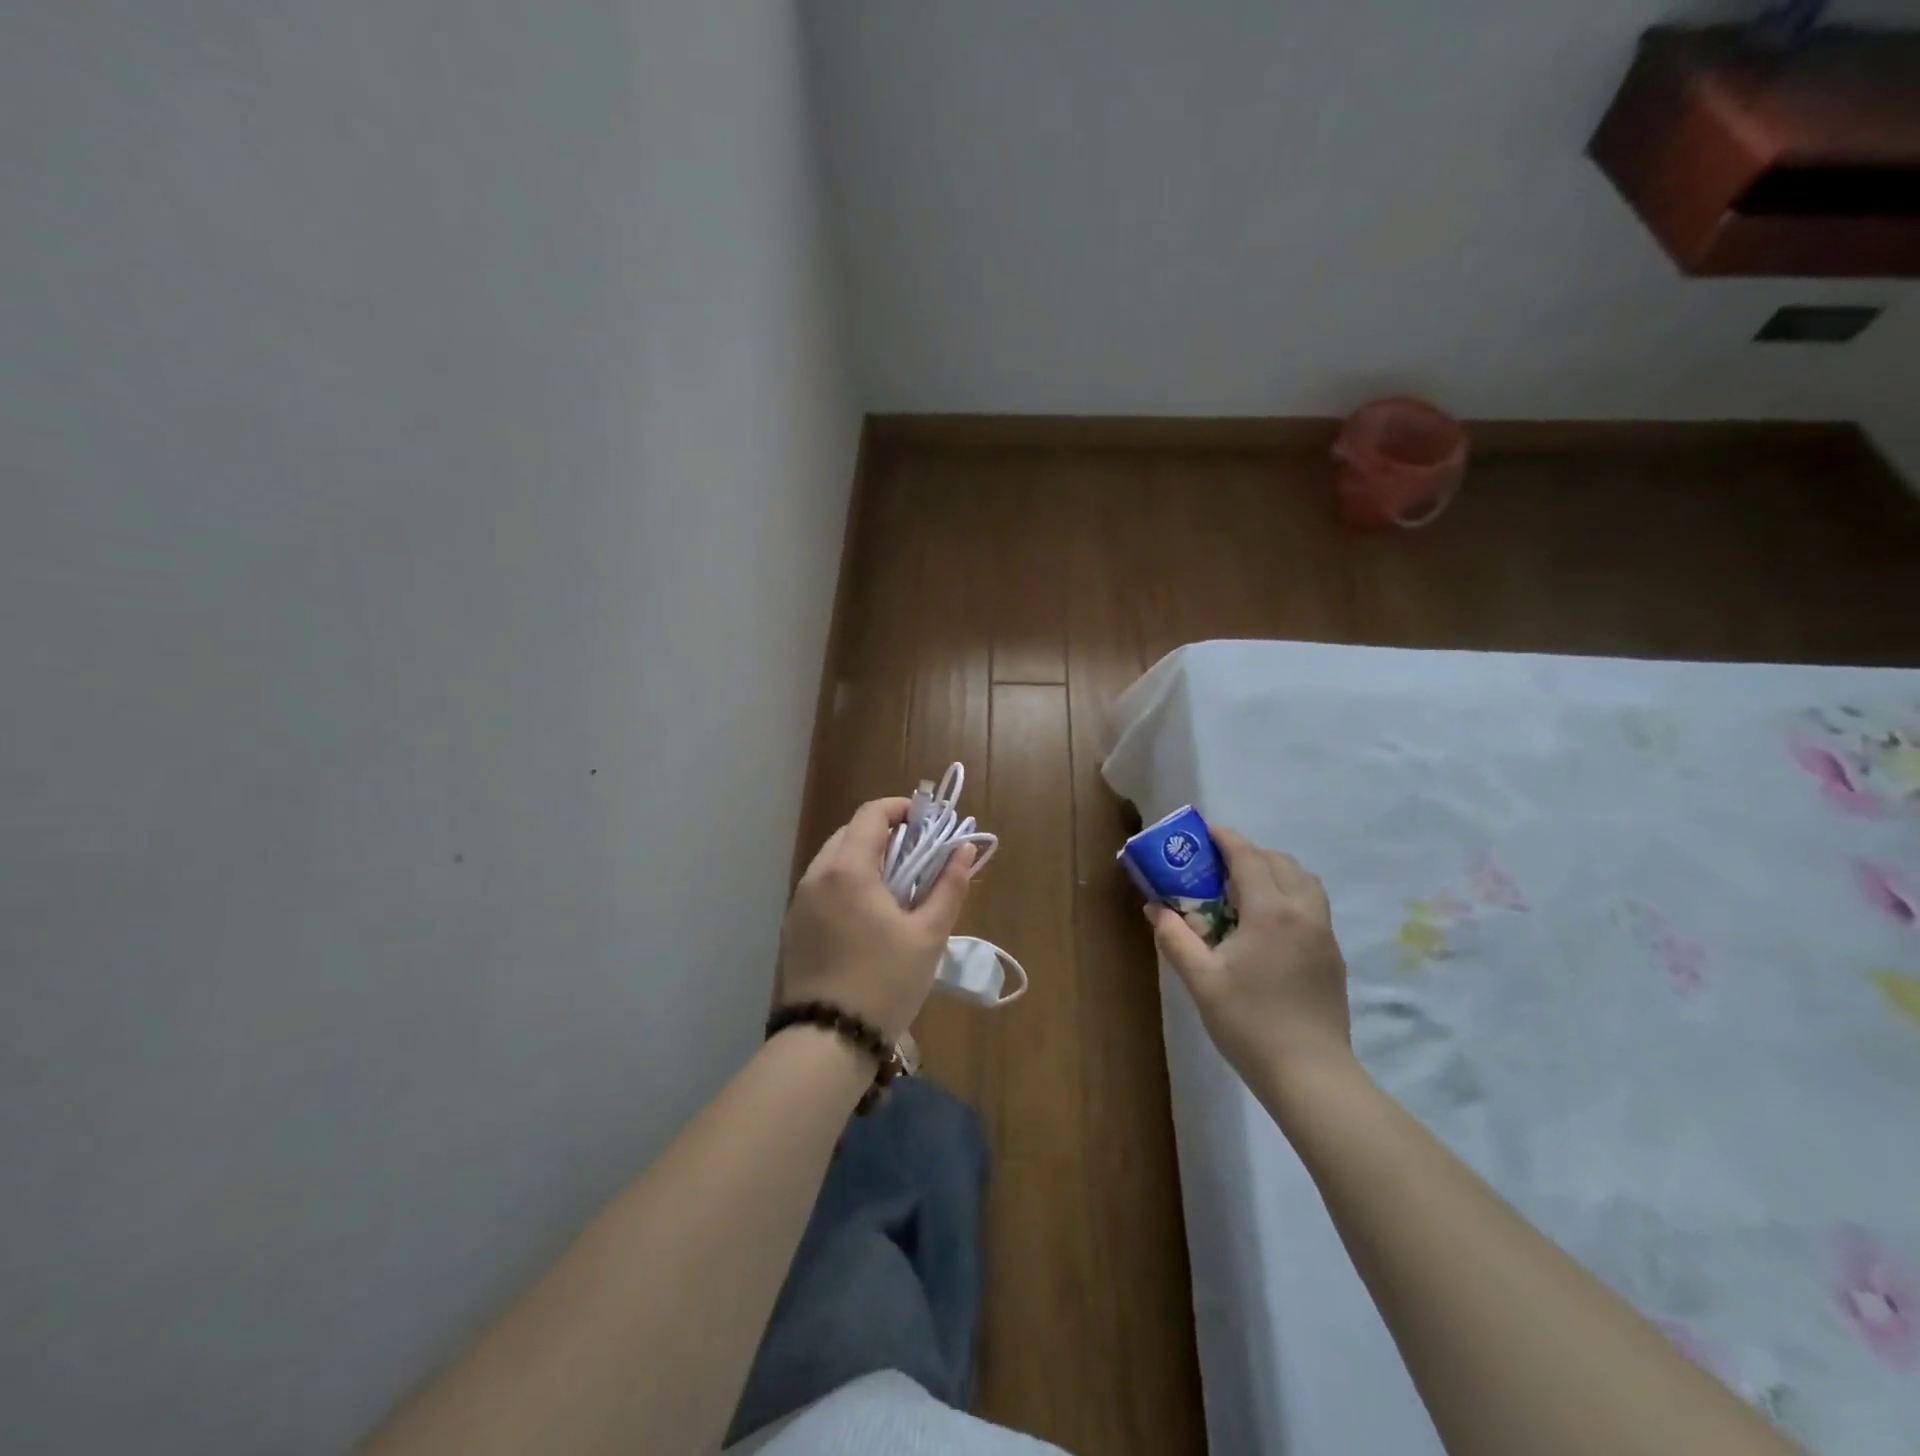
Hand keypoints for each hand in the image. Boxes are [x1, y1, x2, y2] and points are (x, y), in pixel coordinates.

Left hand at [778, 798, 975, 1039]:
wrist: (826, 1041)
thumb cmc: (884, 983)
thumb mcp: (928, 935)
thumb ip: (949, 886)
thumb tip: (965, 849)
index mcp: (847, 869)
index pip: (872, 814)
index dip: (902, 809)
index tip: (928, 822)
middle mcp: (816, 875)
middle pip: (851, 833)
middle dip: (886, 835)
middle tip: (918, 858)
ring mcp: (799, 901)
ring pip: (835, 860)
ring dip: (866, 860)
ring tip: (897, 889)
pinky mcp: (793, 926)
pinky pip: (823, 886)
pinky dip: (848, 883)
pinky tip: (869, 915)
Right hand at [1146, 827, 1351, 1085]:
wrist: (1310, 1074)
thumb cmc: (1249, 1023)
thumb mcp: (1200, 980)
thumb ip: (1175, 937)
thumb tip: (1155, 908)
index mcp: (1270, 911)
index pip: (1247, 856)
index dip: (1224, 838)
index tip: (1202, 833)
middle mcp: (1303, 911)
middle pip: (1278, 861)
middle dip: (1247, 854)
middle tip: (1216, 868)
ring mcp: (1324, 933)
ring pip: (1303, 880)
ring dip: (1273, 871)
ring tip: (1243, 891)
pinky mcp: (1332, 954)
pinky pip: (1312, 904)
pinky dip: (1289, 894)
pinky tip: (1266, 925)